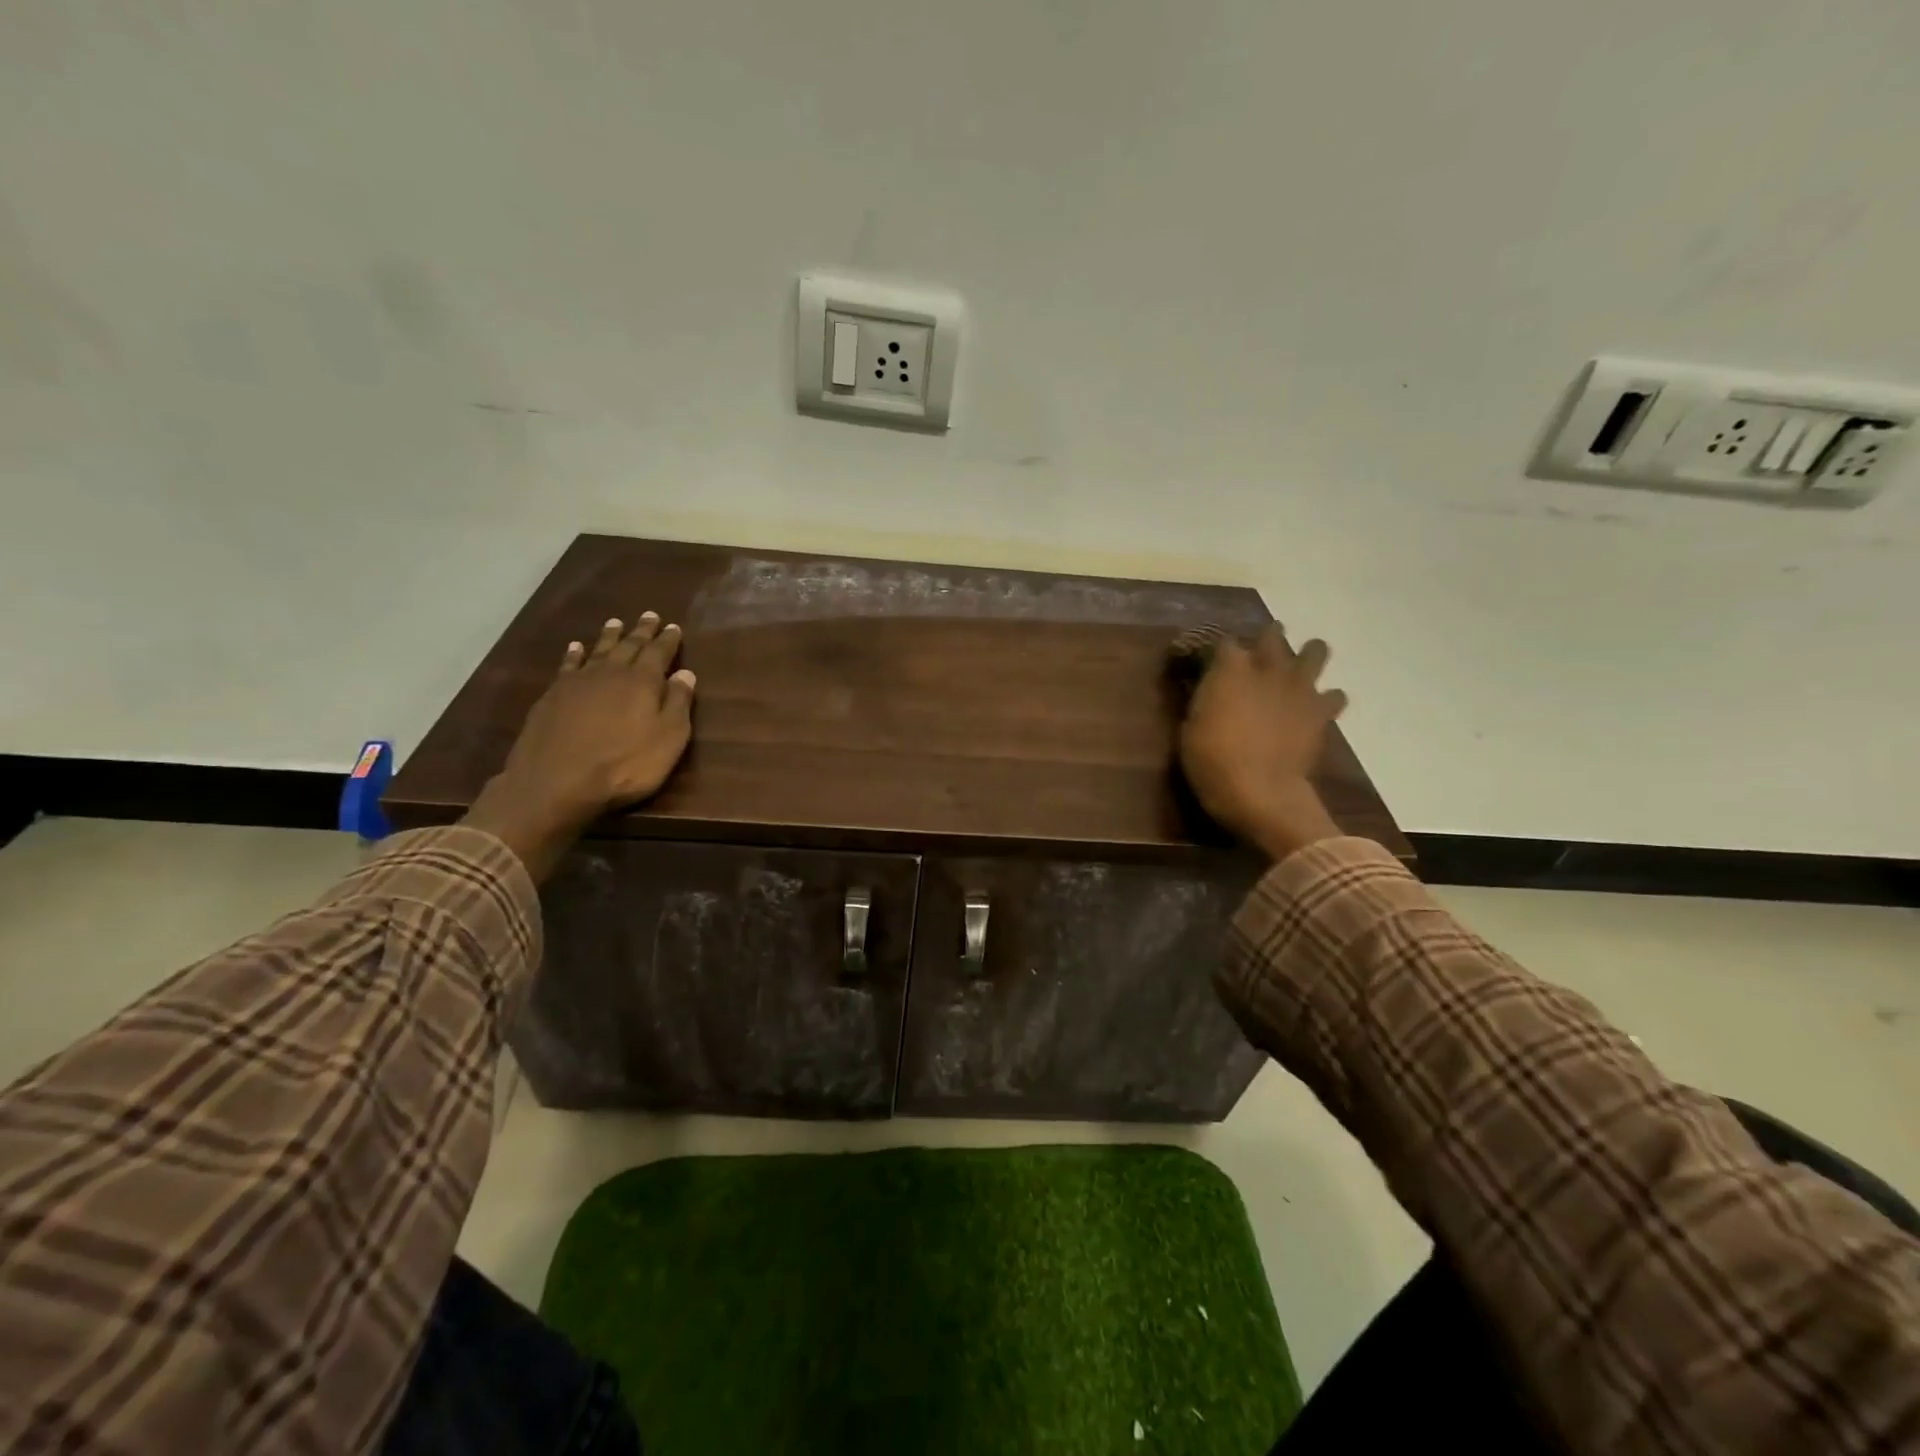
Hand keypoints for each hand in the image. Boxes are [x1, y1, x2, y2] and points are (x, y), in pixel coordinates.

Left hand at [465, 613, 695, 879]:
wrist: (557, 782)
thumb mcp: (668, 739)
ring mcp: (578, 682)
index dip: (668, 640)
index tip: (674, 627)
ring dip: (609, 636)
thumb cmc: (625, 764)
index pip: (659, 653)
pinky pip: (568, 665)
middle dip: (641, 631)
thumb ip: (678, 704)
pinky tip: (576, 648)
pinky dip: (574, 654)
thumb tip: (685, 673)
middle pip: (629, 646)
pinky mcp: (553, 696)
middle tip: (649, 615)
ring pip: (598, 651)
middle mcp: (611, 673)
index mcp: (643, 682)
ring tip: (616, 623)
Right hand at [1178, 625, 1346, 862]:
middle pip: (1272, 635)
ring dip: (1308, 655)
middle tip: (1260, 652)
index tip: (1212, 662)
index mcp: (1229, 669)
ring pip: (1315, 651)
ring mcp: (1299, 688)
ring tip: (1298, 669)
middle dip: (1267, 639)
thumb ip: (1205, 700)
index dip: (1218, 651)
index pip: (1224, 642)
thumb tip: (1210, 691)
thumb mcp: (1191, 728)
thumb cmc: (1212, 761)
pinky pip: (1335, 696)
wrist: (1259, 791)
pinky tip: (1317, 709)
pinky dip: (1328, 699)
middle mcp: (1268, 668)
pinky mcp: (1321, 713)